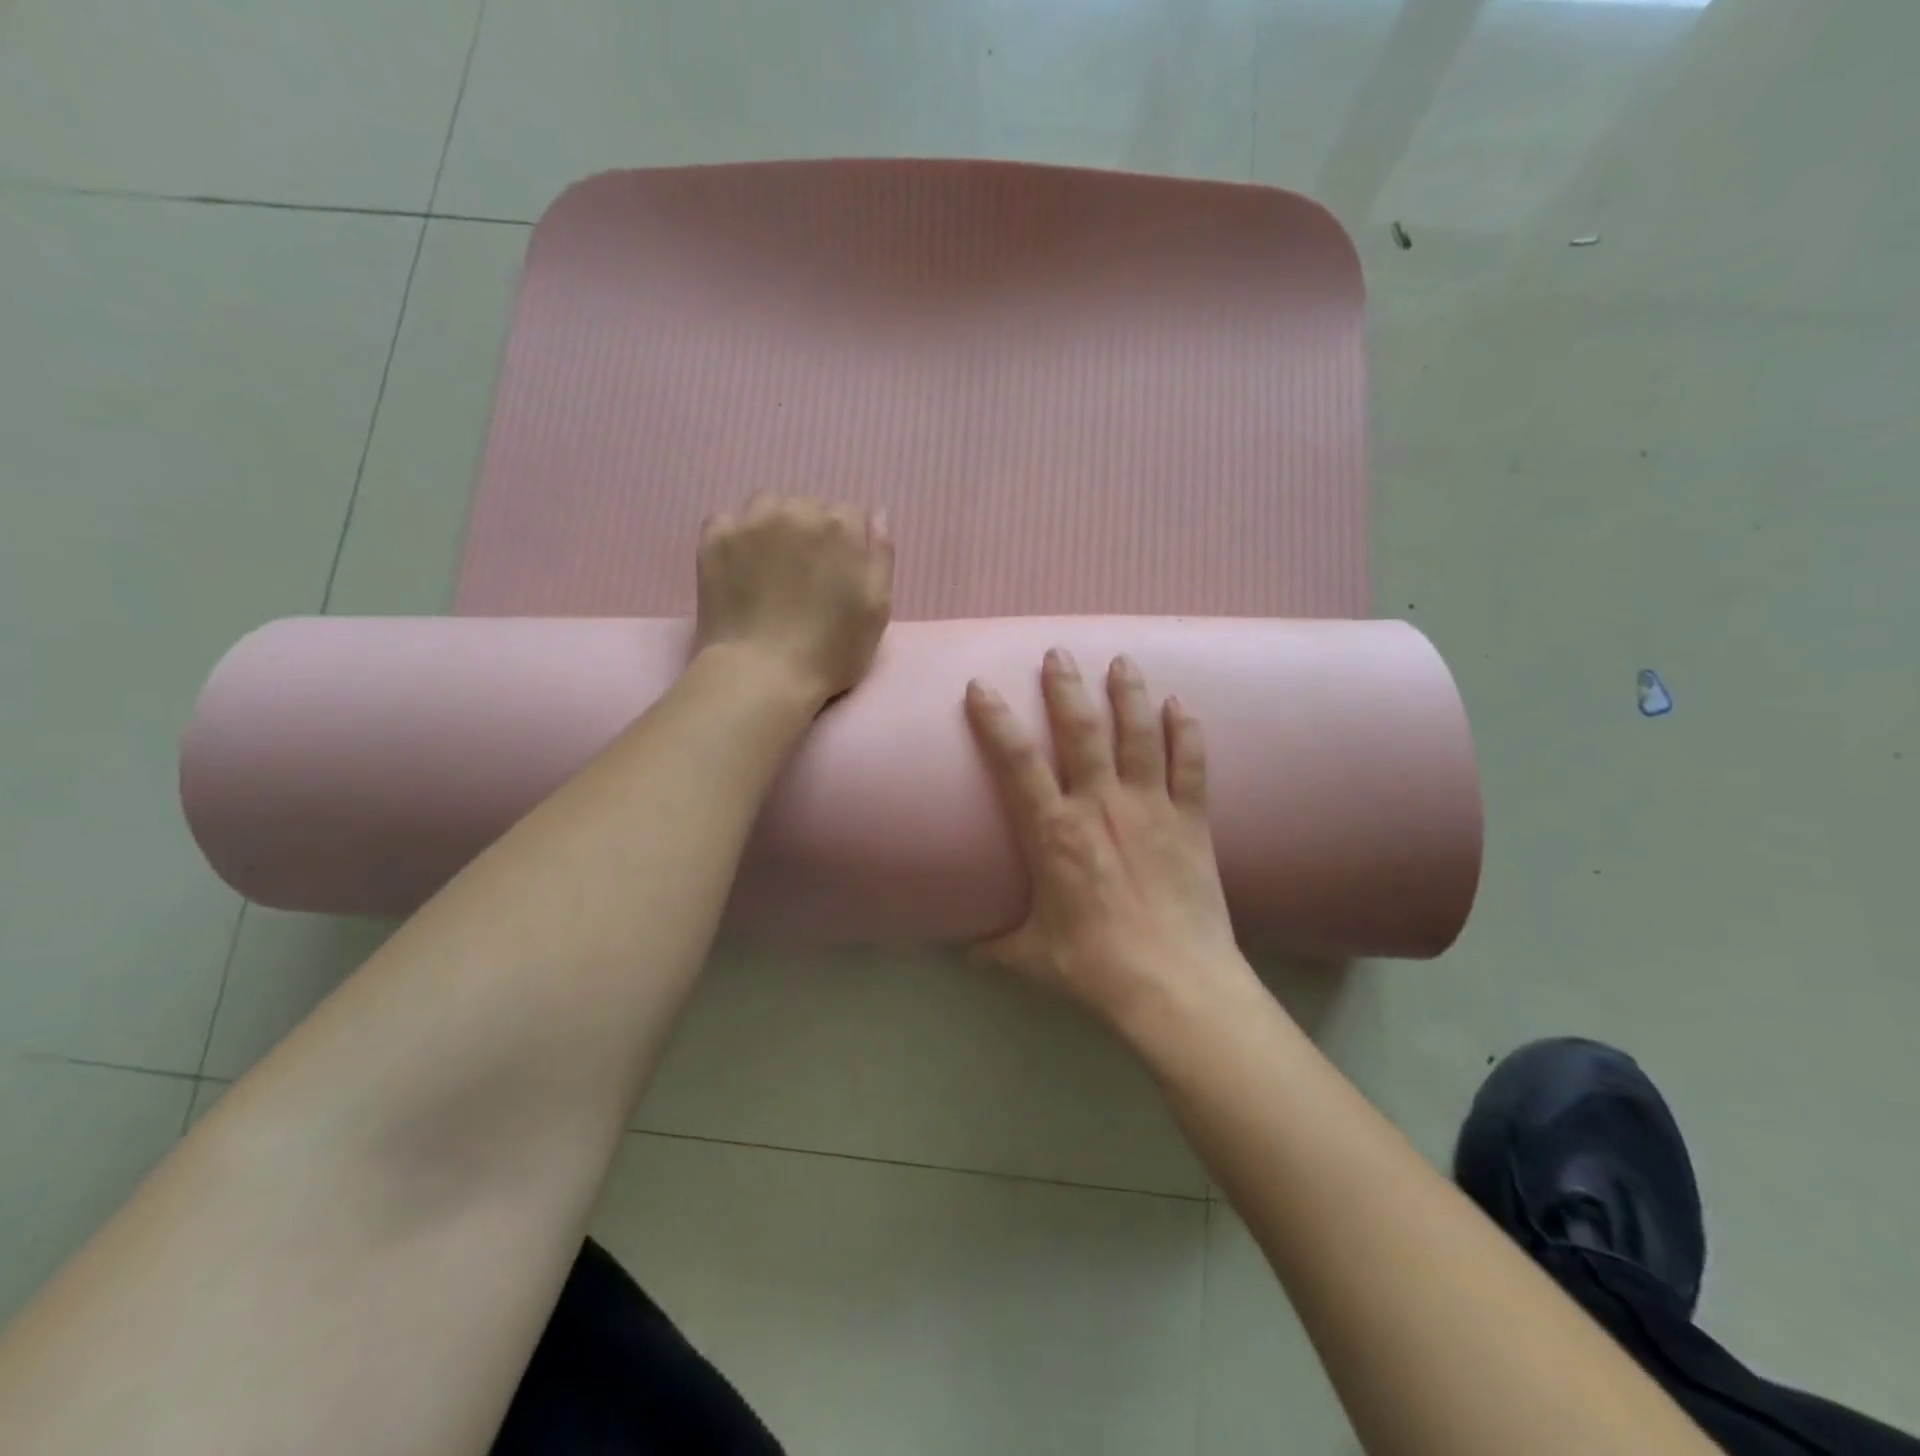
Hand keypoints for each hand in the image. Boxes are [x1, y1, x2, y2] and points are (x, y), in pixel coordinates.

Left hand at [694, 494, 894, 707]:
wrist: (761, 675)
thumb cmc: (830, 651)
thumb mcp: (877, 610)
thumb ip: (882, 555)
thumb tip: (876, 514)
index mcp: (841, 528)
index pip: (850, 516)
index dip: (846, 546)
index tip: (837, 576)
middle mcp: (797, 511)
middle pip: (809, 507)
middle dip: (810, 533)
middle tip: (803, 577)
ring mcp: (751, 522)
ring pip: (768, 506)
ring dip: (773, 528)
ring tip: (770, 569)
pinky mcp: (715, 537)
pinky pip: (729, 520)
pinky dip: (736, 538)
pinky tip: (740, 569)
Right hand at [965, 650, 1250, 1035]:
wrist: (1176, 987)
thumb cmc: (1095, 968)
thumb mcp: (1029, 958)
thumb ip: (992, 947)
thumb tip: (961, 951)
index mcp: (1054, 833)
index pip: (1017, 763)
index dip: (995, 721)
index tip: (981, 687)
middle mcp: (1101, 806)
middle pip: (1081, 731)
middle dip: (1066, 687)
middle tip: (1058, 653)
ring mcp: (1150, 808)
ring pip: (1138, 735)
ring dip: (1128, 694)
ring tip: (1121, 661)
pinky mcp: (1191, 821)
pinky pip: (1190, 765)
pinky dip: (1186, 732)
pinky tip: (1181, 704)